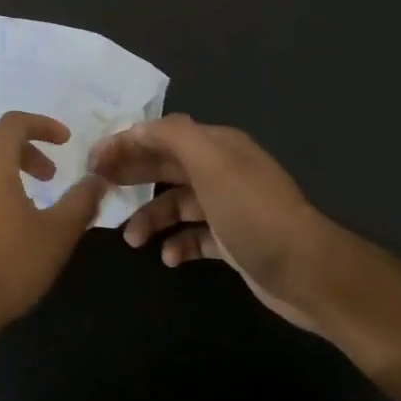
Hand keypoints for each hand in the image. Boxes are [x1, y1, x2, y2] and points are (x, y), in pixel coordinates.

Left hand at [0, 112, 108, 341]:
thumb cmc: (7, 264)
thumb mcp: (56, 235)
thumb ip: (80, 202)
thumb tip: (97, 181)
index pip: (14, 122)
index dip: (42, 125)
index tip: (65, 141)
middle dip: (24, 149)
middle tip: (49, 175)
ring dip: (3, 170)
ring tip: (27, 201)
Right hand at [89, 114, 336, 332]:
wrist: (307, 271)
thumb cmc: (252, 212)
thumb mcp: (211, 163)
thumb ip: (173, 136)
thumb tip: (138, 128)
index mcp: (217, 147)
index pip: (162, 135)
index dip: (126, 143)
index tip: (94, 161)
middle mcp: (222, 171)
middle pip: (166, 166)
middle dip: (132, 175)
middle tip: (98, 189)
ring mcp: (228, 207)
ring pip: (176, 204)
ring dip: (150, 218)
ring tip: (132, 240)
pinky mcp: (233, 241)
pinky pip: (194, 237)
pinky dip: (177, 245)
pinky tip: (169, 258)